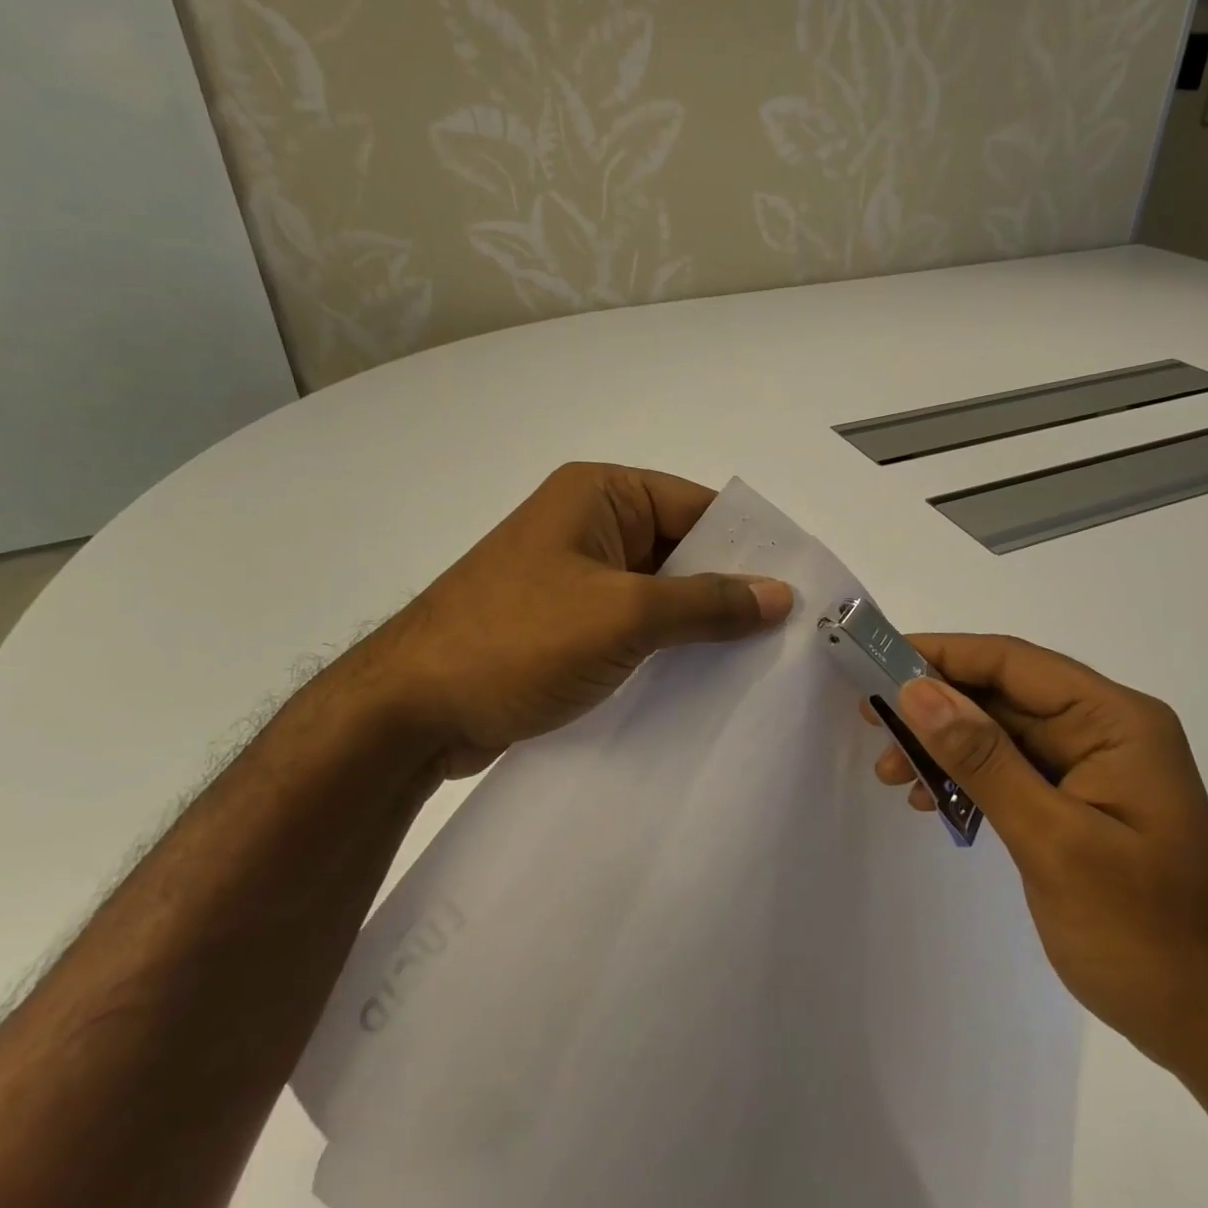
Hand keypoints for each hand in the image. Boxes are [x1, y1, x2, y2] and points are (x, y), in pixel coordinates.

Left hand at [345, 463, 792, 778]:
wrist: (408, 712)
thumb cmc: (517, 640)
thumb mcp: (624, 616)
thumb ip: (707, 603)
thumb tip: (781, 594)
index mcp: (601, 495)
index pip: (696, 508)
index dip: (748, 546)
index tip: (798, 589)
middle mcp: (590, 526)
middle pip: (681, 551)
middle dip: (728, 591)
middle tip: (789, 633)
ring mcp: (575, 577)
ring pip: (659, 594)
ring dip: (698, 626)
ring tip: (759, 662)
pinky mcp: (565, 625)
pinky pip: (633, 626)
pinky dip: (666, 648)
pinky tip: (705, 681)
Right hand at [870, 634, 1207, 1075]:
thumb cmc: (1142, 933)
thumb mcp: (1054, 841)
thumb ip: (984, 760)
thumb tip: (917, 691)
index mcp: (1115, 720)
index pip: (1014, 662)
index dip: (943, 655)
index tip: (879, 660)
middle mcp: (1104, 729)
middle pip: (1002, 694)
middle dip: (935, 706)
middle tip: (871, 720)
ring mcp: (1090, 765)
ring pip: (998, 732)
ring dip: (943, 746)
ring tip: (891, 772)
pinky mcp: (1074, 800)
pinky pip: (1008, 769)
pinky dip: (966, 779)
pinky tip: (930, 801)